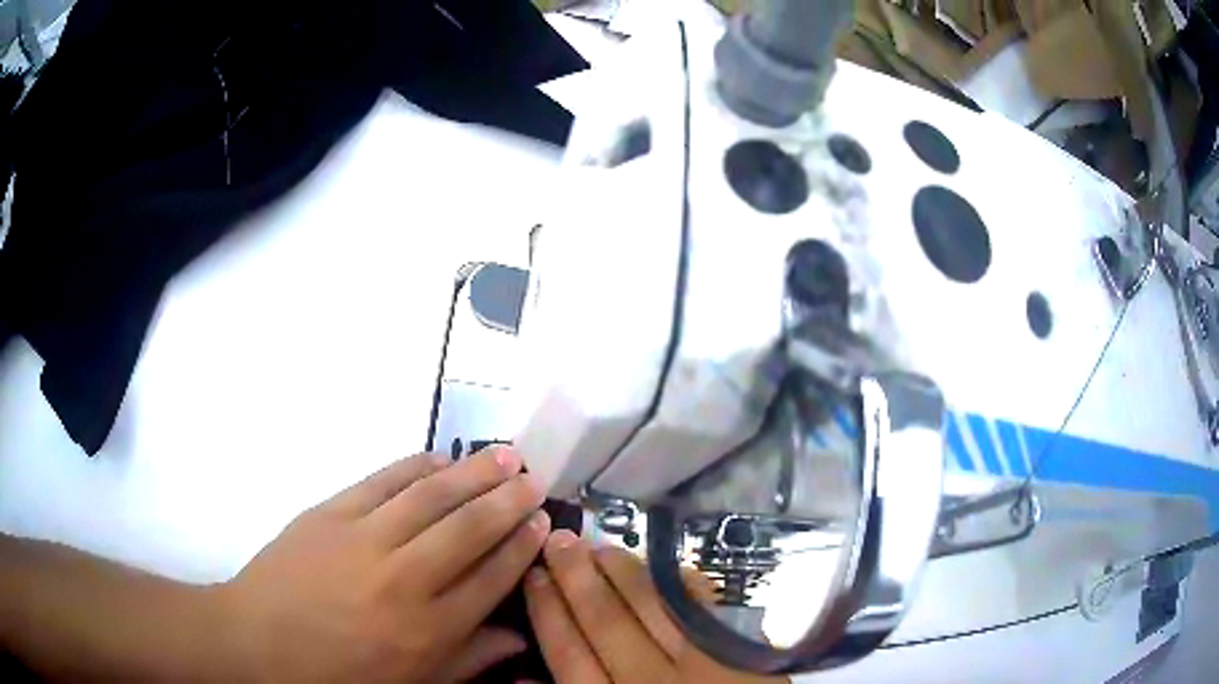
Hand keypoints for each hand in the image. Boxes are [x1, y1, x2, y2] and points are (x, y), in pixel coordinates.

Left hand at [217, 449, 550, 681]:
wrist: (256, 643)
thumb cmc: (337, 675)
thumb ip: (468, 659)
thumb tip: (517, 636)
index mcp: (428, 630)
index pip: (491, 578)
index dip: (521, 547)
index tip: (542, 523)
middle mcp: (405, 580)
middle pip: (469, 530)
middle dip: (508, 501)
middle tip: (534, 479)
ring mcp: (364, 540)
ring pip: (431, 498)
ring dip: (473, 473)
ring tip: (505, 455)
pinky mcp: (330, 514)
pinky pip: (381, 481)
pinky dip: (415, 465)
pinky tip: (438, 457)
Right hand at [524, 530, 787, 682]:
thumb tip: (522, 679)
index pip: (569, 654)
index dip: (548, 612)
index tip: (533, 575)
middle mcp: (651, 681)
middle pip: (606, 622)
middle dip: (577, 578)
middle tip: (560, 540)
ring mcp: (701, 663)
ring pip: (654, 608)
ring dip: (624, 573)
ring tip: (600, 547)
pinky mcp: (739, 651)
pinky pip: (705, 608)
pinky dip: (680, 584)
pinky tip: (661, 566)